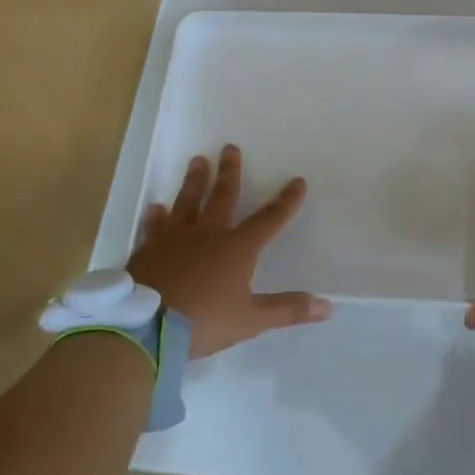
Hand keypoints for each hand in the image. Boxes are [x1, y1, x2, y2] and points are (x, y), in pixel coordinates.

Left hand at [129, 145, 331, 359]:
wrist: (146, 327)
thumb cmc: (204, 321)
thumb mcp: (251, 319)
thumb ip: (287, 309)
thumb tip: (328, 306)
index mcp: (237, 248)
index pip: (269, 220)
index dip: (286, 202)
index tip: (297, 181)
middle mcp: (208, 234)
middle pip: (222, 197)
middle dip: (229, 172)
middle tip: (230, 148)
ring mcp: (175, 238)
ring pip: (187, 202)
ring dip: (194, 181)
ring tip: (197, 160)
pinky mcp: (149, 249)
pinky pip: (154, 227)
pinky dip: (156, 216)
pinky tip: (155, 206)